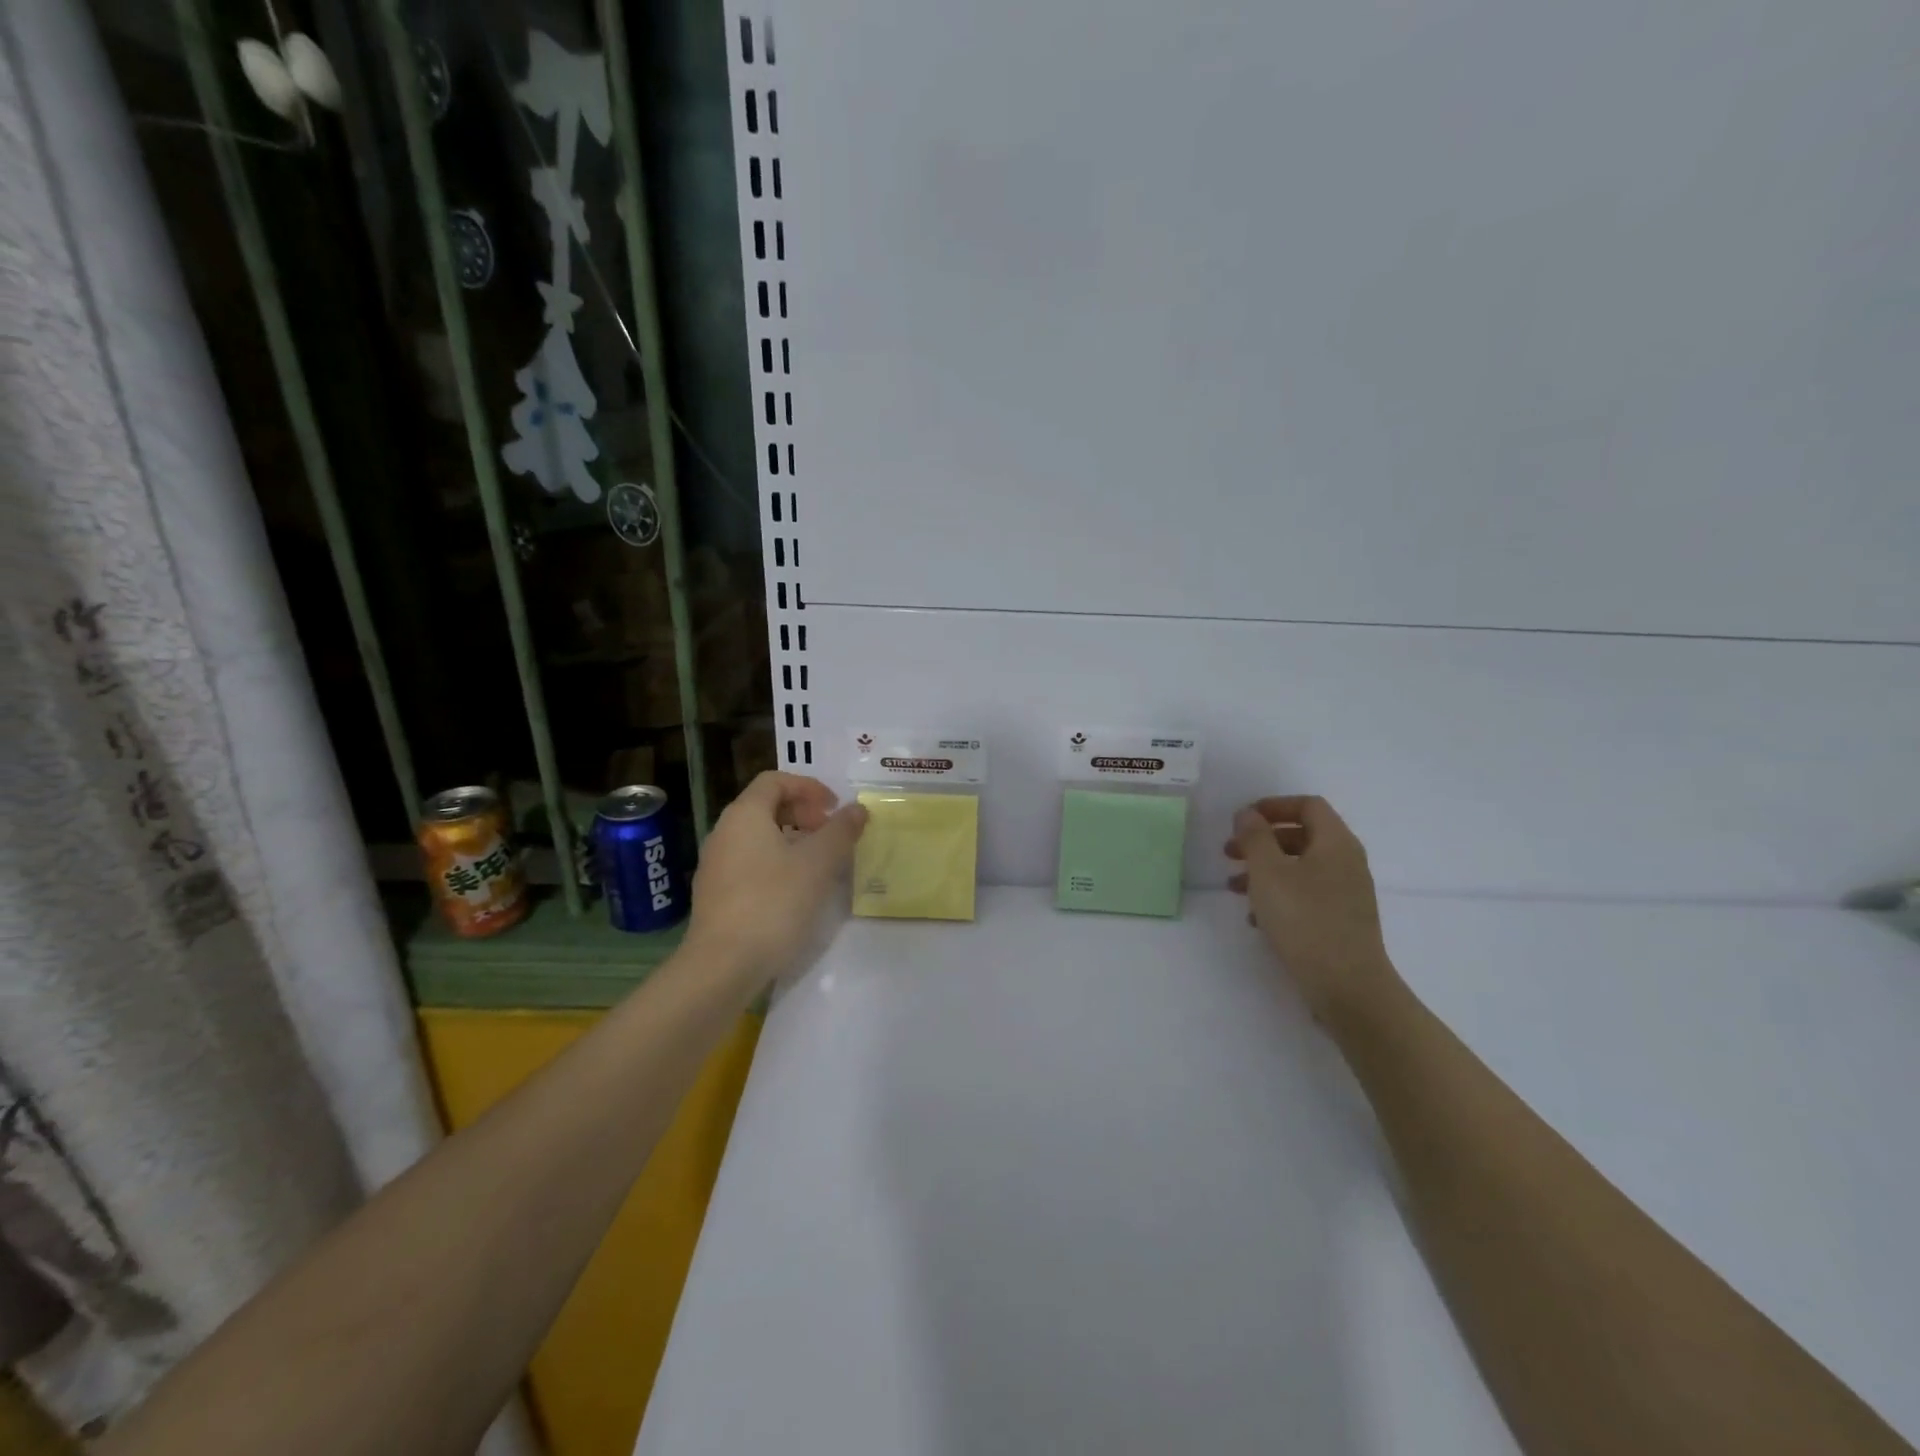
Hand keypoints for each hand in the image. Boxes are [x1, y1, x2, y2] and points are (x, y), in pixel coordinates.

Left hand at [681, 772, 866, 986]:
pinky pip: (750, 863)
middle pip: (765, 806)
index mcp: (745, 815)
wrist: (722, 966)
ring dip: (792, 840)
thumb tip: (857, 808)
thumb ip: (840, 831)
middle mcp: (724, 832)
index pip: (775, 780)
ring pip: (758, 837)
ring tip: (819, 864)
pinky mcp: (715, 895)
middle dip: (802, 814)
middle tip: (830, 835)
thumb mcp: (818, 863)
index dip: (809, 787)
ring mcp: (716, 865)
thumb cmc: (773, 903)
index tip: (834, 808)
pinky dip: (776, 863)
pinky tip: (796, 892)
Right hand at [1226, 795, 1401, 1026]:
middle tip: (1229, 853)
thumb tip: (1249, 815)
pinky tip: (1256, 919)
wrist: (1348, 987)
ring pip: (1300, 868)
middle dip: (1262, 841)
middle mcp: (1347, 863)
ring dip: (1265, 871)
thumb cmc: (1305, 919)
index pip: (1308, 805)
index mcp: (1336, 843)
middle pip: (1302, 836)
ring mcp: (1347, 894)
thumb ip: (1255, 837)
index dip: (1273, 806)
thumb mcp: (1268, 872)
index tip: (1242, 820)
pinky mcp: (1341, 922)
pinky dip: (1279, 896)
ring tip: (1234, 888)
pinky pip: (1306, 896)